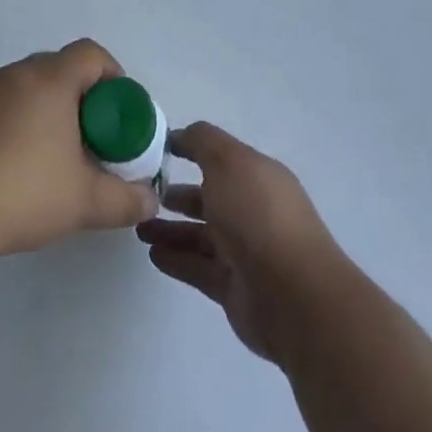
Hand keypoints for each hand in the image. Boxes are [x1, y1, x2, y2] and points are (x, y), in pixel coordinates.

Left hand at [0, 40, 158, 262]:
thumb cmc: (17, 192)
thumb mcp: (83, 202)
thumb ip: (124, 199)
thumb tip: (150, 198)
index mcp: (49, 80)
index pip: (92, 54)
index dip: (114, 77)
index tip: (118, 115)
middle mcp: (13, 74)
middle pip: (57, 71)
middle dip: (79, 102)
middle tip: (87, 142)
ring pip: (22, 91)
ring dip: (41, 115)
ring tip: (45, 162)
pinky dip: (7, 129)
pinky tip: (2, 172)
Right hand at [136, 123, 346, 366]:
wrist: (293, 296)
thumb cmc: (259, 216)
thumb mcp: (229, 162)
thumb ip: (202, 142)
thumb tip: (180, 135)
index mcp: (257, 176)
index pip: (220, 157)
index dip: (189, 150)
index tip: (154, 151)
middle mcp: (252, 210)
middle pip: (209, 198)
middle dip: (177, 194)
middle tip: (142, 194)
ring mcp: (244, 251)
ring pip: (200, 234)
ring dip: (170, 229)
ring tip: (139, 226)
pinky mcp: (233, 287)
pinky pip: (198, 267)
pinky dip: (176, 259)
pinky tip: (152, 253)